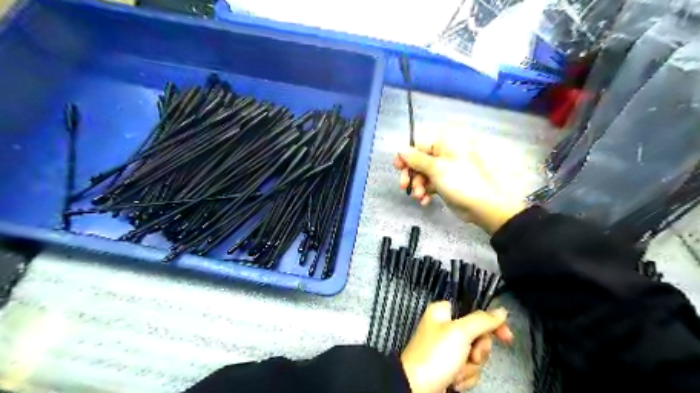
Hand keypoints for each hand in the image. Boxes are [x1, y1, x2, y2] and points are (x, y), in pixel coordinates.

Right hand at [392, 135, 523, 232]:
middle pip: (418, 161)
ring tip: (420, 196)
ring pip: (422, 175)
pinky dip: (425, 192)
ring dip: (418, 186)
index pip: (418, 145)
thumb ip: (416, 159)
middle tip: (404, 186)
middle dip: (411, 174)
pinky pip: (429, 185)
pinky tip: (425, 201)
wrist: (484, 205)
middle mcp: (443, 154)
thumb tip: (401, 150)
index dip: (406, 156)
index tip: (397, 167)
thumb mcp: (436, 168)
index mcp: (444, 143)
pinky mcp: (445, 184)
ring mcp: (444, 170)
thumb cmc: (461, 181)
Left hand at [399, 304, 512, 392]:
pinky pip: (469, 369)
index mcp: (443, 312)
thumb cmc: (433, 356)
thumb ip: (482, 320)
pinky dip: (464, 377)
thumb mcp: (460, 333)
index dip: (492, 323)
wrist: (417, 389)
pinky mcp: (449, 367)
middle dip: (478, 351)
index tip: (506, 336)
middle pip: (478, 335)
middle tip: (471, 356)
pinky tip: (453, 380)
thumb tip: (500, 311)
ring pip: (475, 355)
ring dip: (470, 367)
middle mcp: (445, 328)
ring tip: (456, 371)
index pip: (475, 310)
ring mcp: (447, 349)